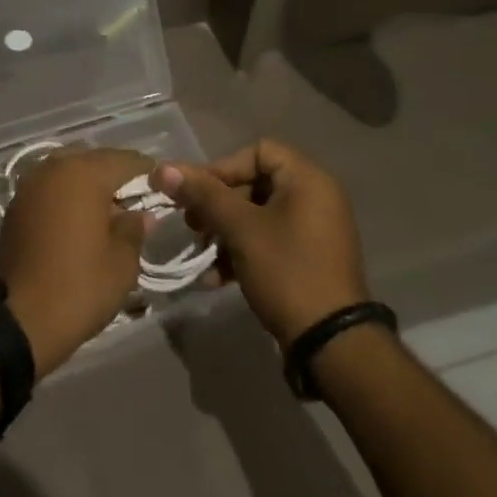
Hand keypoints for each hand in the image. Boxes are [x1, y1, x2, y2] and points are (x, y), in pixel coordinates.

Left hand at [0, 146, 151, 376]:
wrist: (20, 317)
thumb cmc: (80, 286)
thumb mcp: (122, 262)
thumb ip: (135, 229)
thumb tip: (141, 214)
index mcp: (85, 173)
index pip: (125, 161)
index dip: (147, 173)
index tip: (162, 189)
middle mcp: (55, 167)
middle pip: (94, 160)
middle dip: (116, 176)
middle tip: (135, 201)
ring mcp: (31, 183)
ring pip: (70, 171)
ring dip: (89, 184)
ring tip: (107, 211)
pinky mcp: (17, 203)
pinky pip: (51, 188)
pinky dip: (67, 196)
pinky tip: (78, 220)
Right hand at [151, 139, 369, 347]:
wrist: (333, 345)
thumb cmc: (287, 271)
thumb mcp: (241, 229)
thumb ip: (203, 195)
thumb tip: (163, 168)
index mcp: (308, 180)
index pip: (258, 151)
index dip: (223, 167)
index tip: (197, 193)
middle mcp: (315, 198)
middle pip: (254, 183)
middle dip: (217, 204)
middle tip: (192, 224)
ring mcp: (313, 231)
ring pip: (257, 215)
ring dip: (224, 230)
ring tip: (201, 252)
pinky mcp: (308, 260)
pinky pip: (268, 241)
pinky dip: (242, 251)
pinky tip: (216, 277)